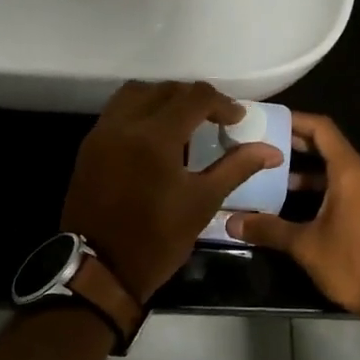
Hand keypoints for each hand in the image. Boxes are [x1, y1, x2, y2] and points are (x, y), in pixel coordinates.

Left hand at [62, 82, 283, 302]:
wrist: (98, 269)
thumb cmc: (157, 239)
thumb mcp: (203, 203)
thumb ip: (236, 167)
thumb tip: (271, 150)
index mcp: (156, 136)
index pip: (194, 97)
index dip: (221, 103)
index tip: (237, 120)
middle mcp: (125, 124)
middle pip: (165, 89)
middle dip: (193, 98)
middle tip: (214, 119)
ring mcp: (102, 133)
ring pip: (136, 93)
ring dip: (163, 98)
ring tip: (183, 121)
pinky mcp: (89, 146)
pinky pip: (117, 111)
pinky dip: (140, 111)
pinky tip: (155, 136)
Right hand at [227, 112, 359, 321]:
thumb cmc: (354, 264)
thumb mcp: (306, 246)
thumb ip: (269, 229)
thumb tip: (230, 222)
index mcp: (351, 172)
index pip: (322, 129)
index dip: (295, 120)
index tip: (268, 121)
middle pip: (330, 147)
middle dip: (297, 146)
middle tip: (263, 147)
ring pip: (340, 170)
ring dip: (310, 172)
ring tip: (275, 179)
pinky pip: (352, 187)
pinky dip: (327, 188)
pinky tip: (302, 205)